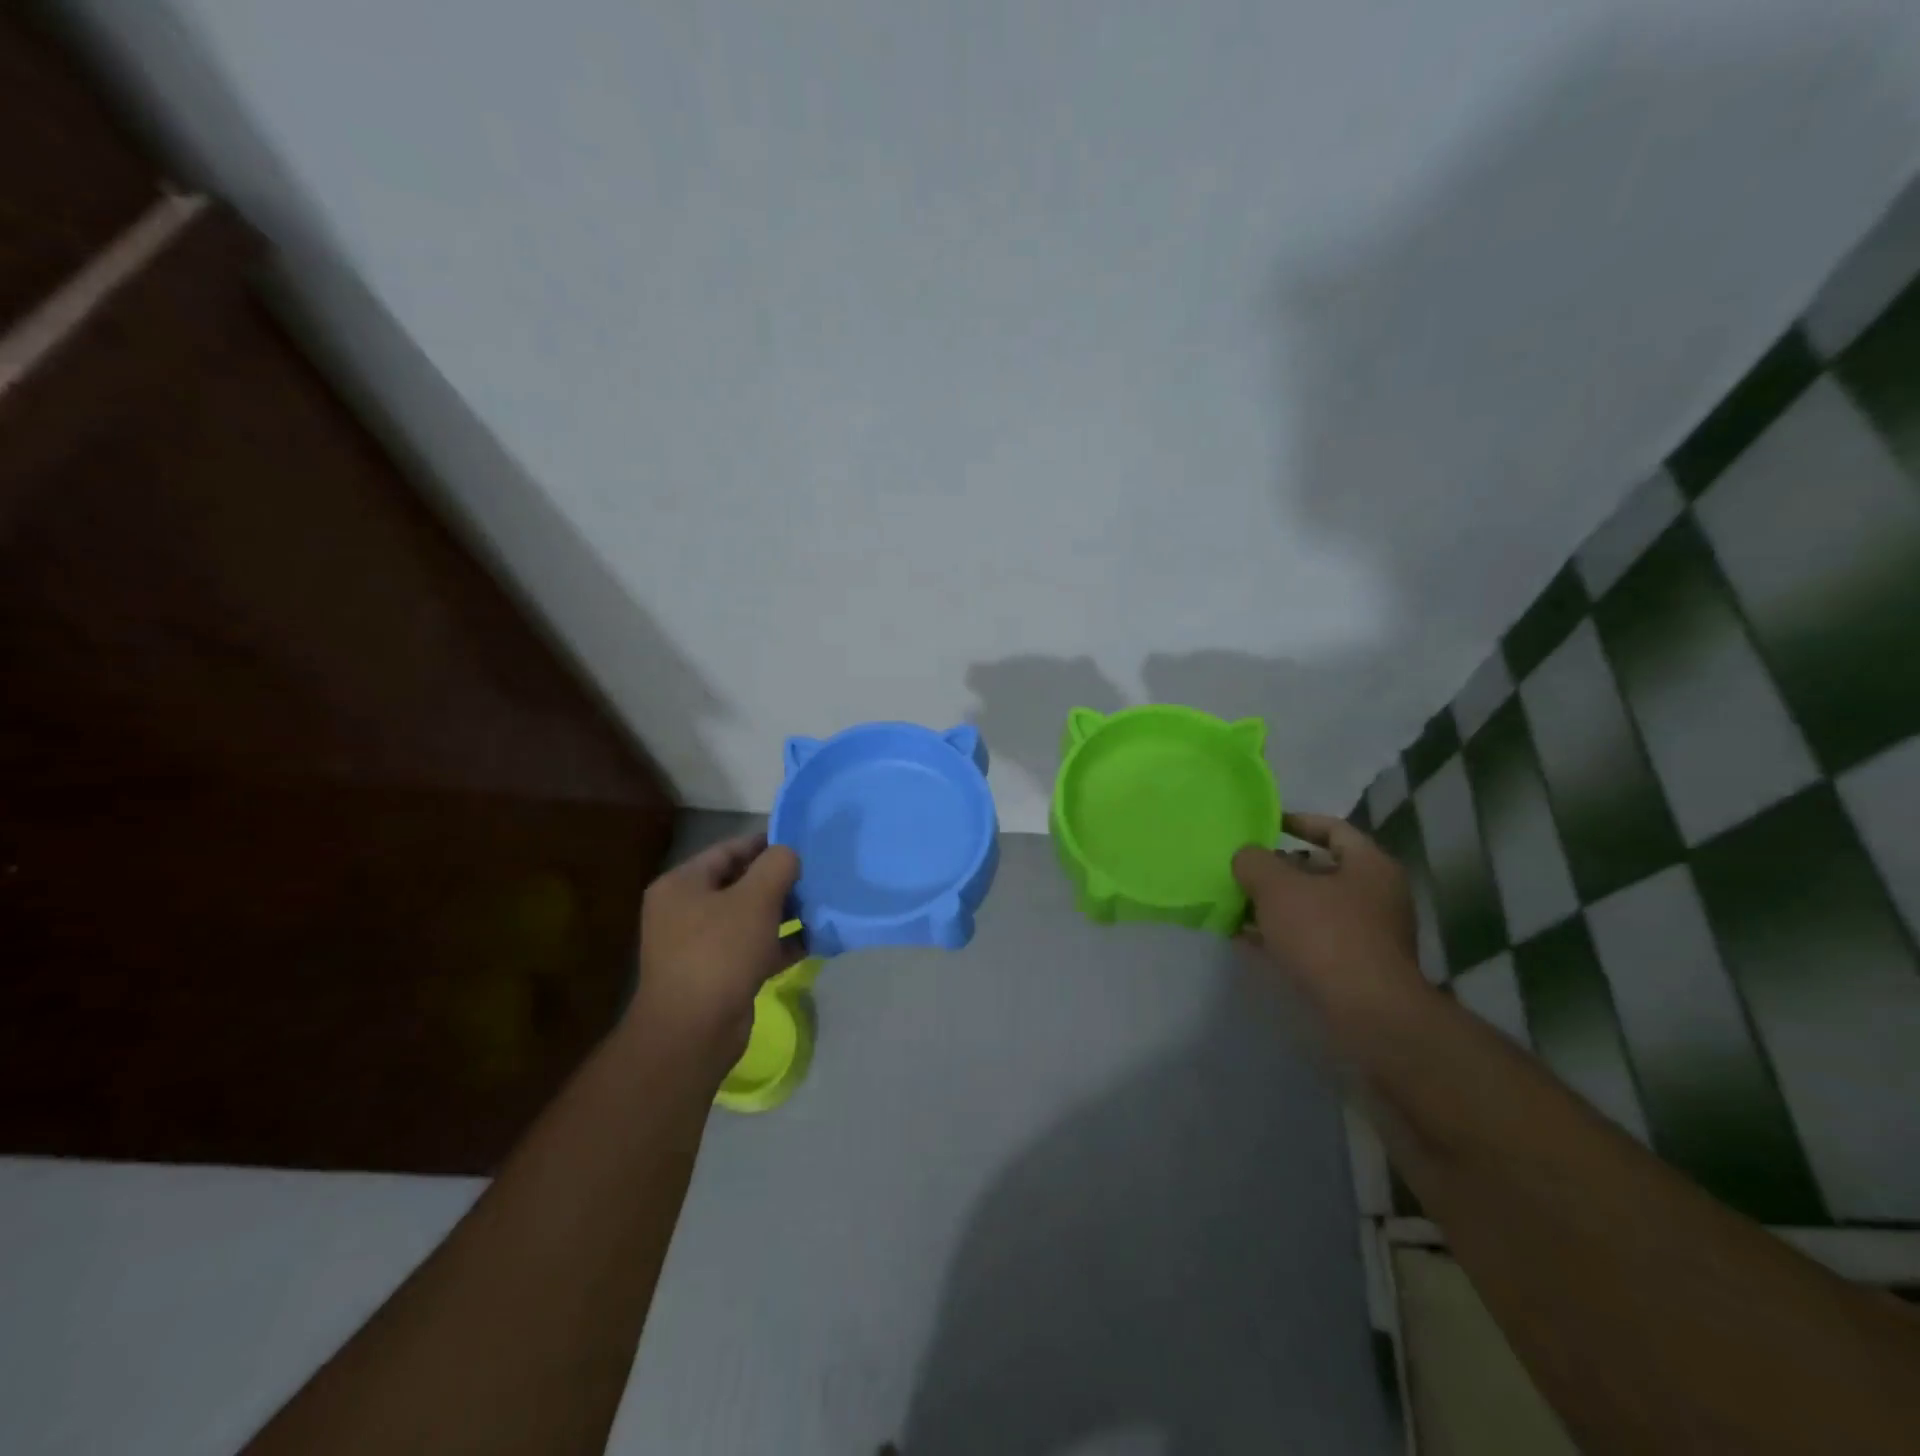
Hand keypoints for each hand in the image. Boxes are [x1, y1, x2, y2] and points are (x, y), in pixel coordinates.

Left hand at [628, 833, 804, 1075]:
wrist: (693, 1032)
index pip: (729, 850)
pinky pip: (755, 948)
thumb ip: (777, 865)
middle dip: (779, 880)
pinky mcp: (719, 975)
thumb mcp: (755, 899)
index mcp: (682, 885)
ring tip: (822, 905)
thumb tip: (789, 854)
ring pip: (750, 918)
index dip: (765, 843)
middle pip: (740, 884)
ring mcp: (700, 946)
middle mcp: (686, 911)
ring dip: (785, 912)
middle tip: (817, 874)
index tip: (802, 842)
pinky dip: (781, 943)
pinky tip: (815, 940)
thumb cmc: (720, 952)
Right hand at [1232, 812, 1427, 1018]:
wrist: (1367, 1015)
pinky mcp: (1353, 967)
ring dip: (1274, 905)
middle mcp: (1375, 896)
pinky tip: (1246, 939)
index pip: (1332, 829)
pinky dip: (1280, 935)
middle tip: (1241, 869)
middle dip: (1277, 869)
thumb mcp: (1277, 887)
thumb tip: (1246, 857)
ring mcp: (1367, 934)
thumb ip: (1254, 861)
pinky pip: (1310, 940)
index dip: (1296, 822)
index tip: (1262, 825)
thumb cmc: (1326, 936)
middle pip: (1319, 870)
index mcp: (1370, 866)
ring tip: (1234, 904)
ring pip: (1311, 907)